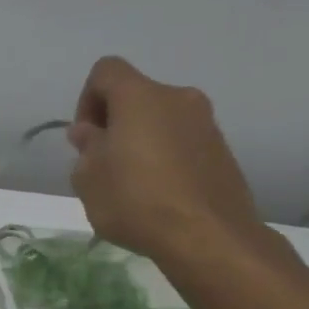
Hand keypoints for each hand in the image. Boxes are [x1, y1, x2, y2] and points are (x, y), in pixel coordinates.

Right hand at [67, 56, 274, 271]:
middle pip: (135, 96)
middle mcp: (178, 98)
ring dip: (140, 140)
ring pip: (160, 119)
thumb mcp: (88, 177)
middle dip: (114, 123)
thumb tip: (92, 133)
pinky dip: (164, 157)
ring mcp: (206, 124)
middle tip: (102, 163)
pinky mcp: (222, 151)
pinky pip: (182, 141)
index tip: (85, 138)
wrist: (208, 237)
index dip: (87, 99)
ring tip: (130, 183)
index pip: (105, 71)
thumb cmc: (136, 200)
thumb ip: (86, 147)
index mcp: (140, 96)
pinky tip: (157, 193)